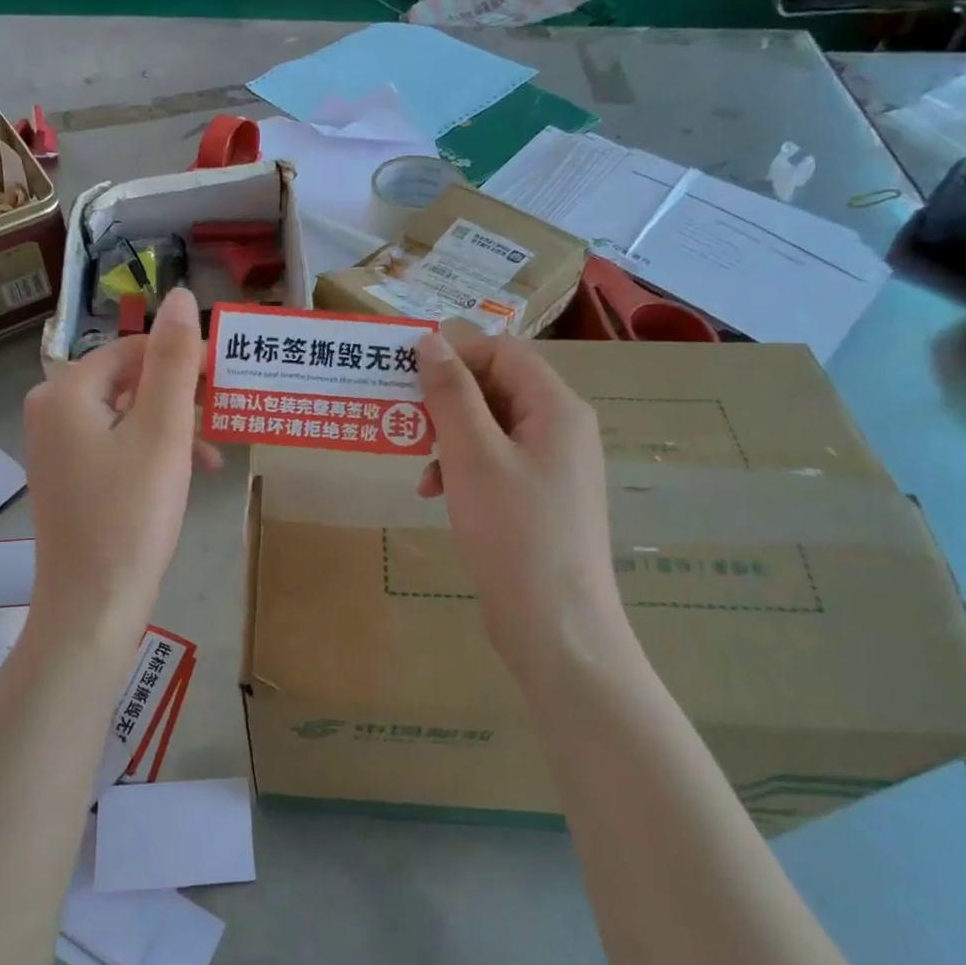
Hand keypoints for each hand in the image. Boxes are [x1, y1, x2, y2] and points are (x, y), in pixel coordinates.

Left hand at [22, 288, 217, 650]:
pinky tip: (185, 476)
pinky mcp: (68, 479)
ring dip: (172, 428)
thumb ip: (173, 361)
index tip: (224, 384)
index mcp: (66, 392)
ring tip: (213, 456)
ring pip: (127, 416)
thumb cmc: (131, 516)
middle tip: (223, 419)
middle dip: (180, 398)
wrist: (92, 608)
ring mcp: (56, 448)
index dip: (183, 360)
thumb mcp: (162, 432)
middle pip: (129, 382)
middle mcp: (50, 411)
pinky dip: (152, 453)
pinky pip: (116, 446)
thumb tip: (180, 295)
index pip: (134, 350)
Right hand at [415, 327, 634, 674]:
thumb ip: (450, 393)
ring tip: (420, 468)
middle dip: (446, 402)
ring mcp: (552, 467)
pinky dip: (462, 469)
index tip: (406, 373)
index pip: (503, 352)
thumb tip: (431, 341)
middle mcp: (561, 429)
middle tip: (404, 420)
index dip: (454, 355)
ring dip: (449, 438)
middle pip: (497, 389)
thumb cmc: (513, 529)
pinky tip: (436, 494)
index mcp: (557, 408)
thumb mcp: (472, 454)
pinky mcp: (539, 499)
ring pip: (491, 428)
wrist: (553, 623)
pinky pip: (495, 463)